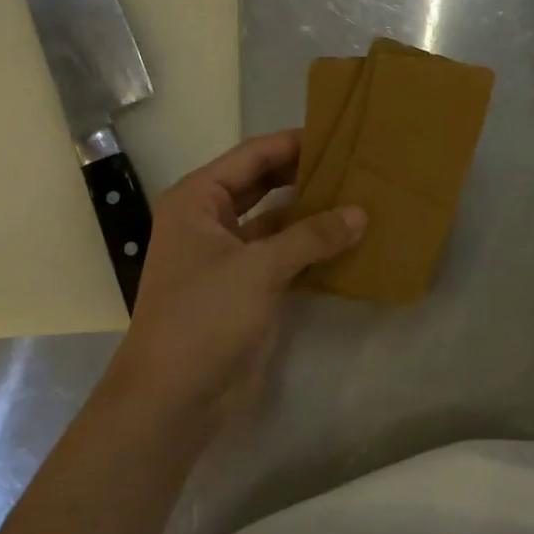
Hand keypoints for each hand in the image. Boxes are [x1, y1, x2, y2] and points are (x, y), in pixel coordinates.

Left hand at [101, 131, 364, 442]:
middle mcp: (210, 220)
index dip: (293, 143)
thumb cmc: (204, 317)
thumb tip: (360, 213)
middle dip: (305, 175)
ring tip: (360, 198)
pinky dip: (312, 248)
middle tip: (355, 164)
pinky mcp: (246, 288)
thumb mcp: (260, 267)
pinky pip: (284, 255)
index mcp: (198, 200)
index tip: (338, 134)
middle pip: (264, 184)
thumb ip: (312, 236)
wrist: (173, 399)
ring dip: (312, 213)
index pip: (253, 156)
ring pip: (277, 221)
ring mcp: (228, 256)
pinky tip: (348, 242)